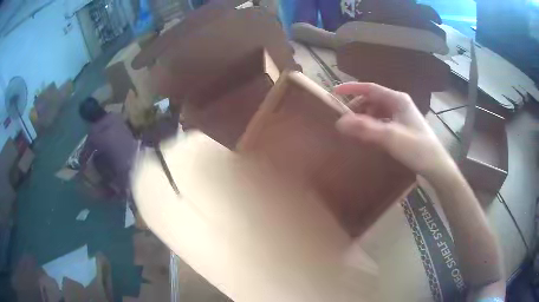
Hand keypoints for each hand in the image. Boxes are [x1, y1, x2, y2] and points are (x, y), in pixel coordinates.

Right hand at [334, 82, 456, 180]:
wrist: (435, 166)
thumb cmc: (416, 148)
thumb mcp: (390, 137)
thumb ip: (365, 129)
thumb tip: (339, 122)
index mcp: (397, 99)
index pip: (370, 88)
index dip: (352, 89)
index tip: (335, 93)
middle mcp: (399, 104)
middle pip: (373, 99)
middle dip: (357, 106)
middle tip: (345, 119)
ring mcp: (401, 116)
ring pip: (377, 111)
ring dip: (365, 117)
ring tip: (355, 129)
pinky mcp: (402, 127)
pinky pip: (383, 121)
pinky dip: (373, 125)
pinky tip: (368, 135)